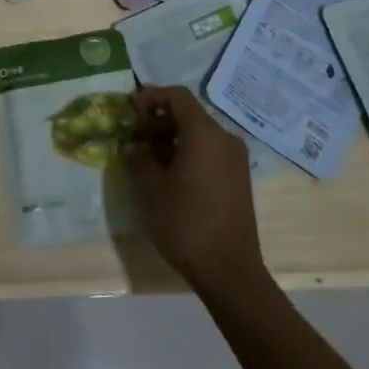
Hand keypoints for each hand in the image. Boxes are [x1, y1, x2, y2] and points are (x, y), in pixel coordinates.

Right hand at [123, 86, 264, 290]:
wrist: (230, 271)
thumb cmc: (186, 224)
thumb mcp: (150, 189)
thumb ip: (139, 158)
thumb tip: (135, 145)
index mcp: (205, 134)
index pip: (177, 96)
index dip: (151, 96)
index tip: (130, 110)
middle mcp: (225, 139)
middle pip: (189, 114)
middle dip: (159, 119)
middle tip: (134, 134)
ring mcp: (236, 160)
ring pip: (200, 134)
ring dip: (172, 137)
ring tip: (147, 157)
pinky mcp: (239, 179)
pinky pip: (210, 151)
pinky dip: (188, 151)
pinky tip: (170, 174)